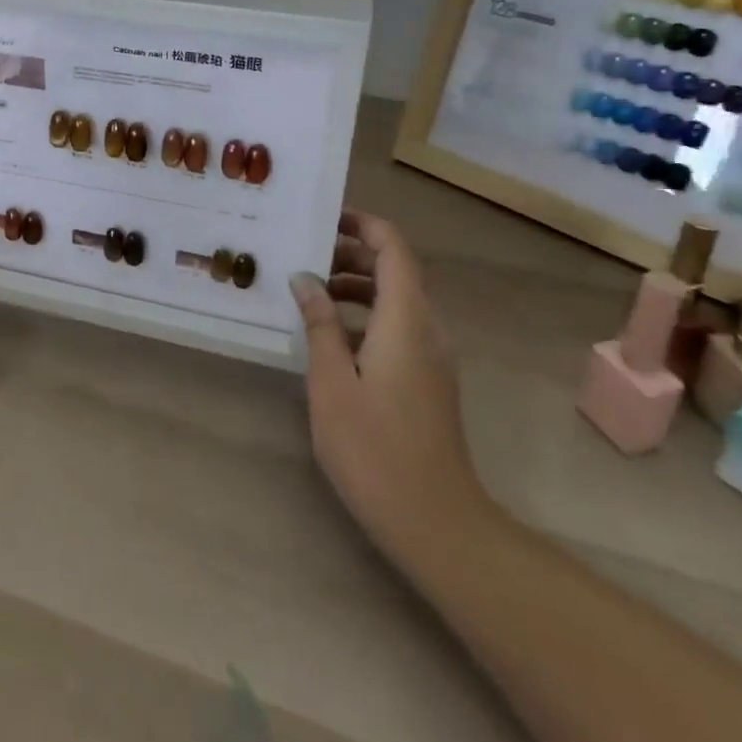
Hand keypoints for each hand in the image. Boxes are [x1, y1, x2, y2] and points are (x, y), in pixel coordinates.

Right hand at [291, 211, 483, 562]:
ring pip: (398, 300)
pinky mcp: (430, 381)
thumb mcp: (332, 383)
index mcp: (406, 320)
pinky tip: (330, 338)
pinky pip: (400, 327)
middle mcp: (427, 329)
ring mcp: (434, 357)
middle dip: (353, 255)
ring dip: (357, 287)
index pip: (393, 249)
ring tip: (310, 294)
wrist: (437, 524)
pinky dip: (367, 317)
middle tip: (305, 256)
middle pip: (397, 271)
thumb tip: (304, 278)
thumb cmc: (375, 449)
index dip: (364, 225)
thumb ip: (319, 324)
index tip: (325, 218)